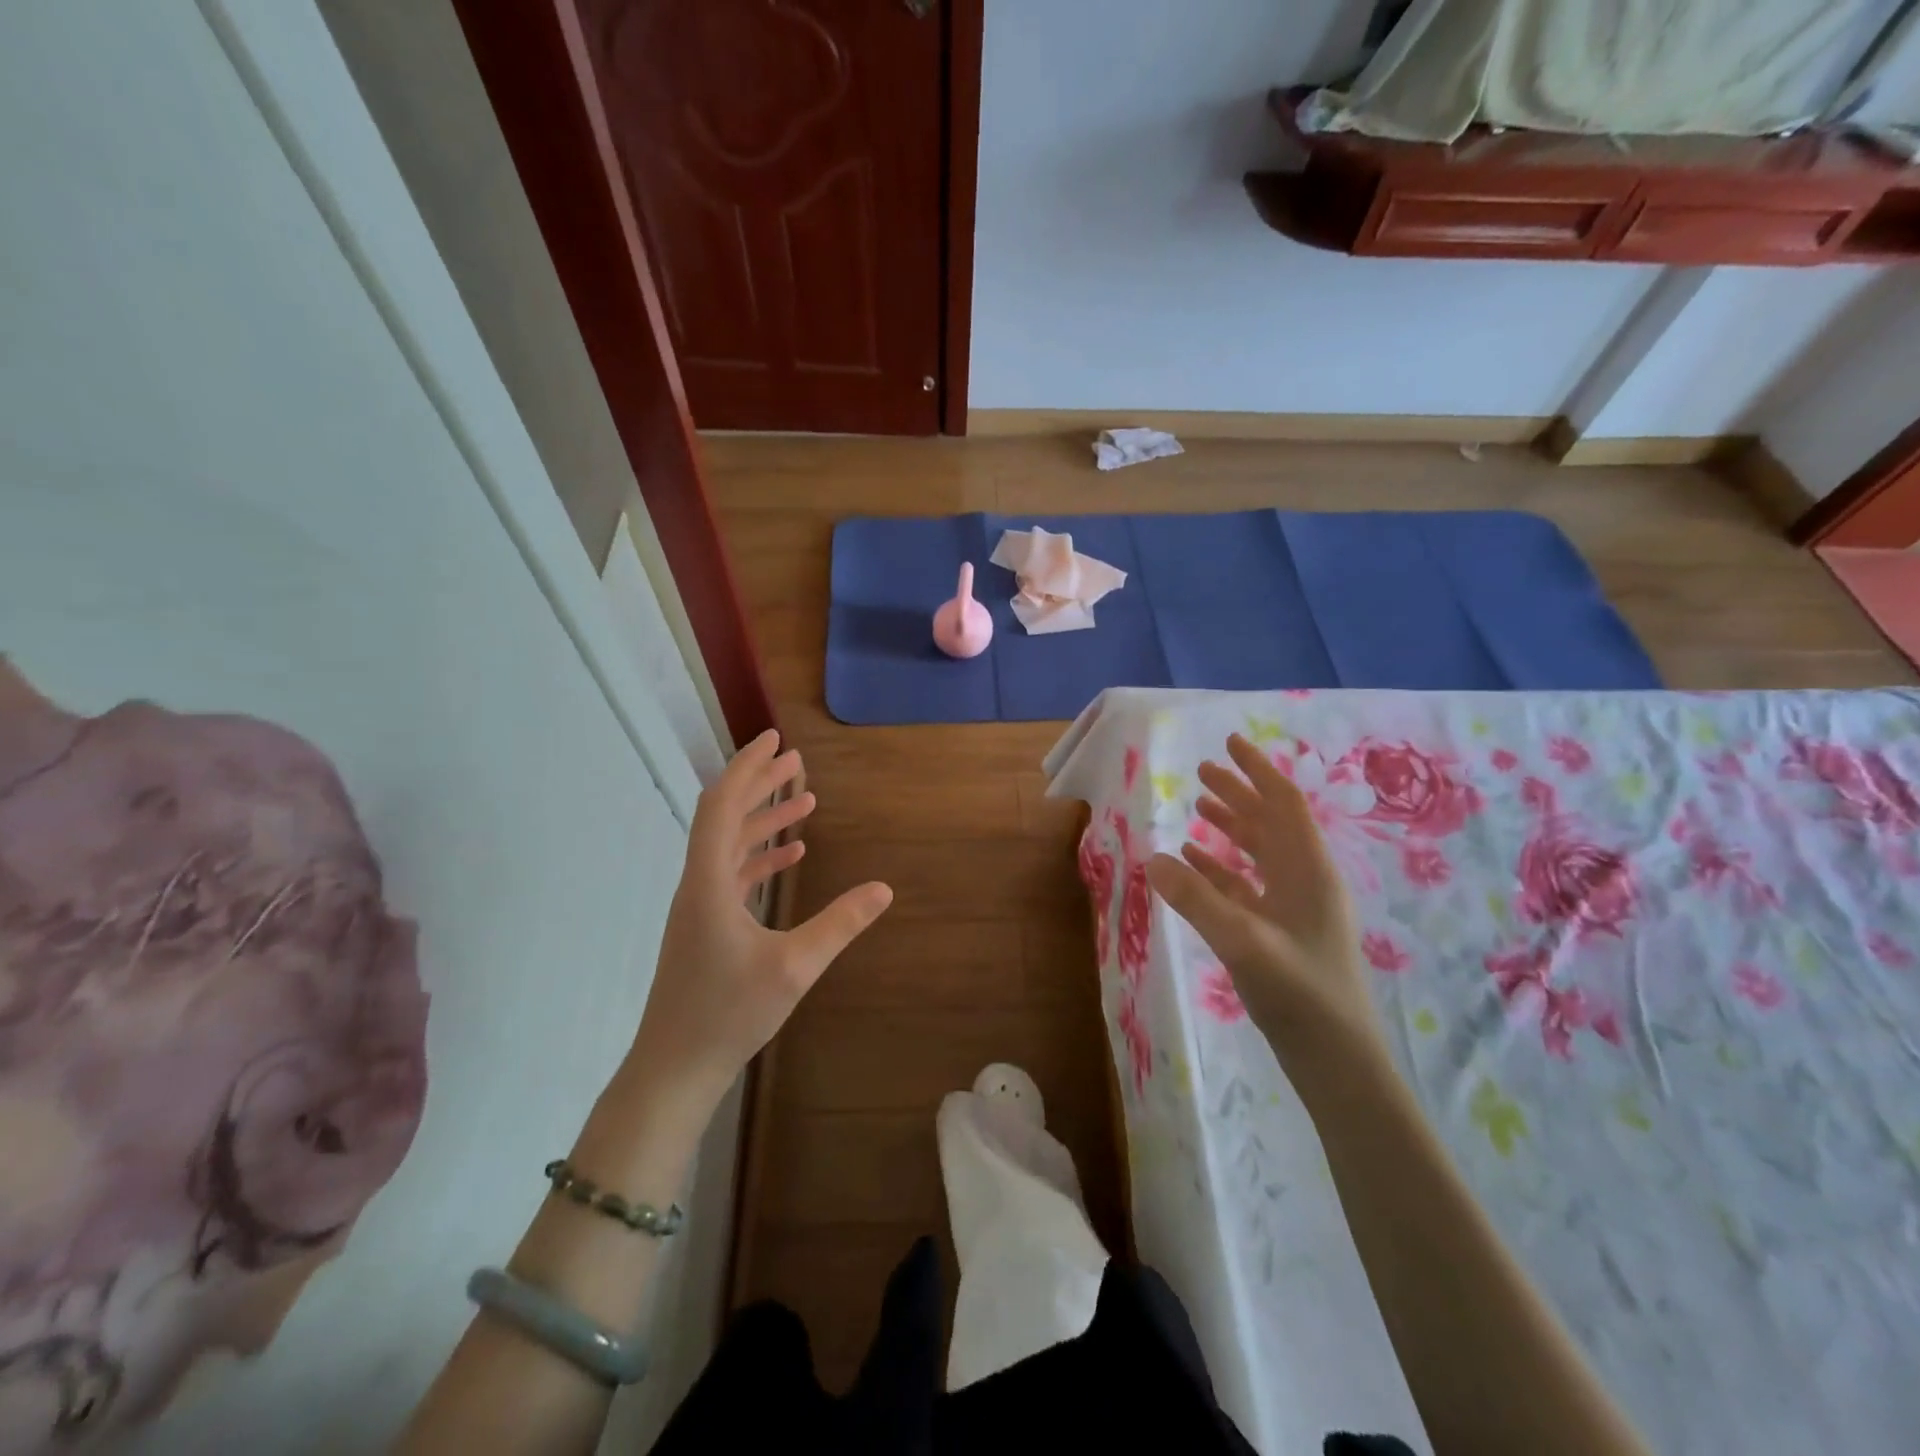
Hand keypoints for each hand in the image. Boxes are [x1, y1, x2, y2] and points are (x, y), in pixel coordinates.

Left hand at [628, 730, 892, 1113]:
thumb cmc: (728, 1013)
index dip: (747, 767)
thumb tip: (884, 889)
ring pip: (731, 844)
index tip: (776, 739)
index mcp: (708, 881)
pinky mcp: (705, 925)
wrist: (674, 1067)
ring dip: (764, 819)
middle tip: (796, 760)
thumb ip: (840, 924)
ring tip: (804, 801)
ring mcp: (699, 905)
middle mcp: (698, 883)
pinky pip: (733, 873)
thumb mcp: (794, 967)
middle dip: (760, 783)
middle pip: (725, 816)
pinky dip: (761, 856)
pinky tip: (791, 855)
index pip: (722, 805)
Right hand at [1146, 733, 1381, 1069]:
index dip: (1257, 771)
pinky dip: (1221, 866)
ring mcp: (1294, 906)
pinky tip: (1193, 860)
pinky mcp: (1280, 930)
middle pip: (1270, 822)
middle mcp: (1305, 879)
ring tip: (1198, 805)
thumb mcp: (1243, 942)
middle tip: (1202, 769)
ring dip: (1230, 825)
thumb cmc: (1300, 993)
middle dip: (1239, 792)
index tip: (1230, 743)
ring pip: (1260, 851)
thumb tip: (1153, 857)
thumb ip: (1197, 898)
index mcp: (1308, 870)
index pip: (1284, 804)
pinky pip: (1247, 883)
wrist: (1336, 1058)